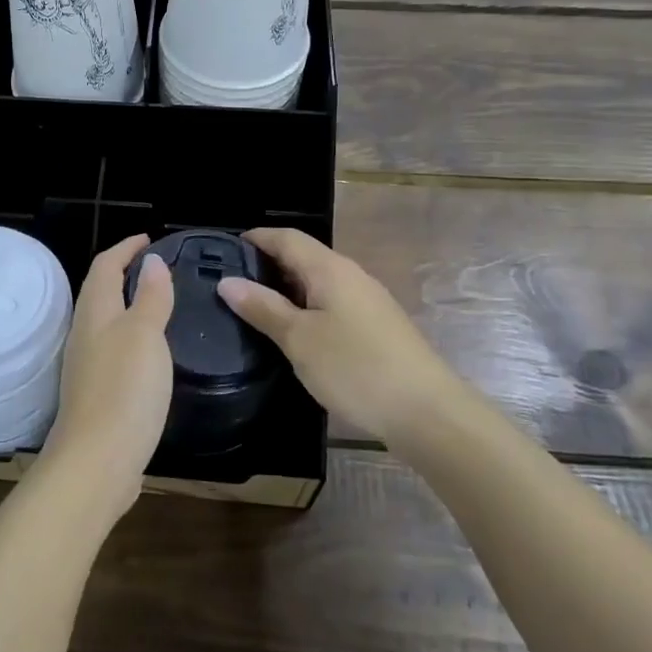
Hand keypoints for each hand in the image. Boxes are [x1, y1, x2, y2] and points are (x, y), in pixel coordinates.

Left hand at [38, 234, 174, 520]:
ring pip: (105, 321)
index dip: (126, 248)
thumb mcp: (145, 336)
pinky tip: (149, 352)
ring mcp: (87, 365)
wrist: (96, 462)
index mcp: (96, 313)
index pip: (106, 266)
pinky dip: (130, 336)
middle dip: (123, 272)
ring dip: (127, 304)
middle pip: (100, 291)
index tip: (149, 239)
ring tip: (157, 302)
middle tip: (156, 267)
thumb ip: (151, 298)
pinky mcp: (96, 393)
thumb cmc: (124, 390)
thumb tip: (152, 261)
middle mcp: (85, 334)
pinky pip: (112, 349)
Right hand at [217, 228, 461, 445]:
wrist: (427, 413)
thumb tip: (227, 281)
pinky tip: (294, 334)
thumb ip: (263, 308)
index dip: (256, 238)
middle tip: (231, 285)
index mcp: (330, 269)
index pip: (287, 238)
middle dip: (267, 265)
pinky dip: (307, 309)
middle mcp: (351, 276)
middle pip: (303, 257)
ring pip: (318, 283)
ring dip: (287, 290)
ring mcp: (368, 302)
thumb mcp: (299, 339)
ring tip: (254, 310)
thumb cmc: (355, 368)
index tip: (224, 250)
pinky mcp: (377, 327)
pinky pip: (332, 304)